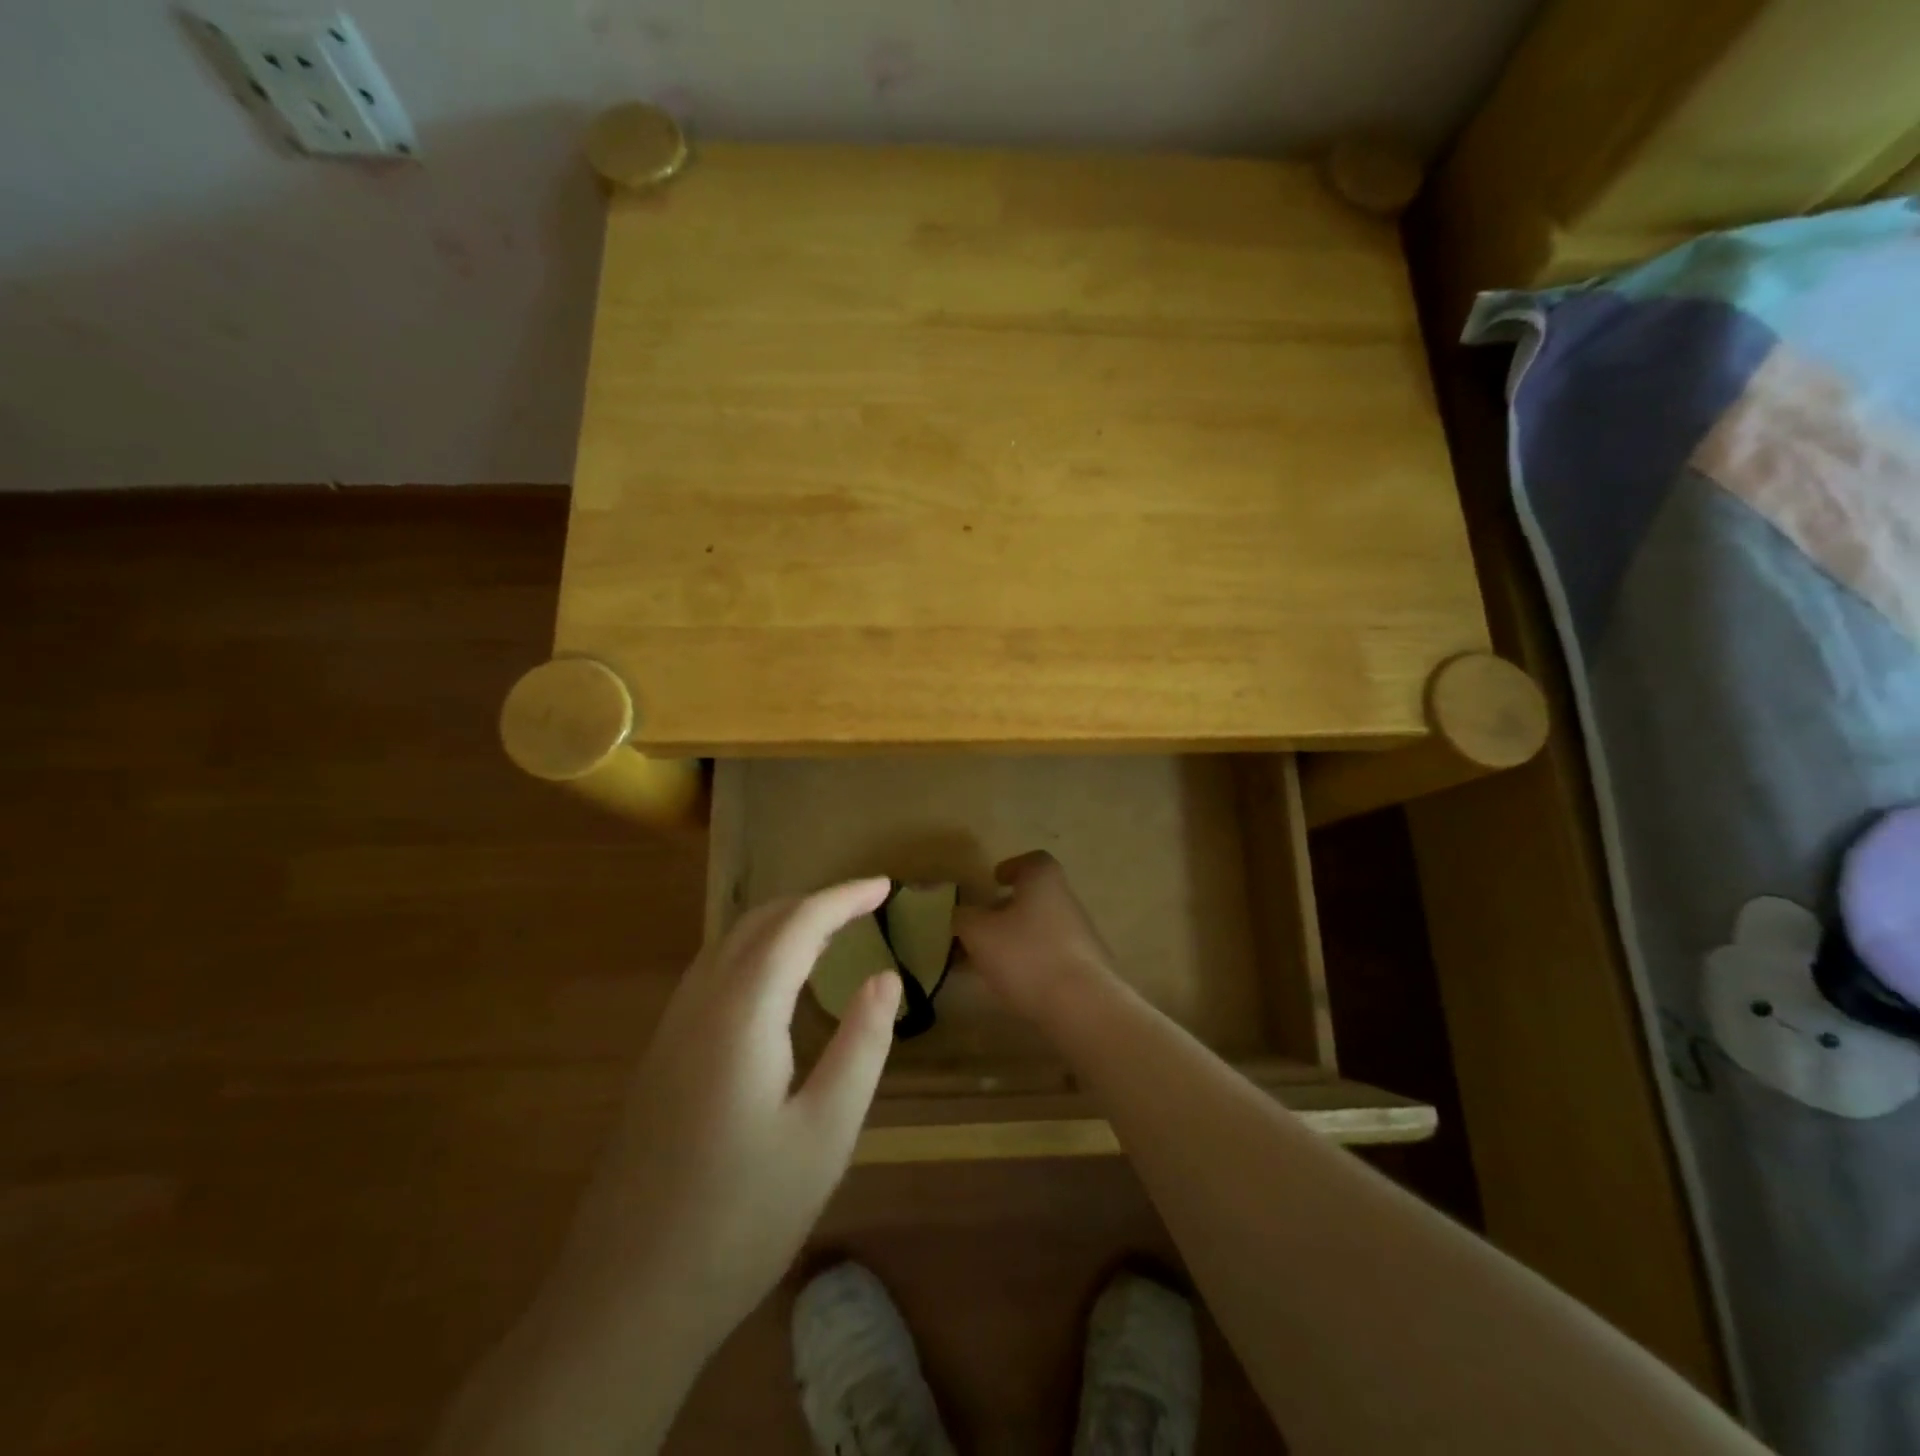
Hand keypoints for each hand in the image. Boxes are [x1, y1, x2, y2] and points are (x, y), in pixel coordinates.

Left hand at [568, 877, 901, 1346]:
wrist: (626, 1298)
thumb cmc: (742, 1216)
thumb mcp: (826, 1133)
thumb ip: (862, 1045)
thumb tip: (886, 977)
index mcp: (742, 1012)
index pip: (798, 924)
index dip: (843, 897)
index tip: (884, 886)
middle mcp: (700, 1004)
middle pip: (757, 922)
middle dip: (812, 903)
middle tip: (863, 908)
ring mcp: (671, 1030)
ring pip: (727, 944)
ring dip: (780, 924)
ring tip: (827, 933)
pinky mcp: (660, 1057)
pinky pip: (711, 974)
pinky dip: (754, 953)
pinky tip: (773, 985)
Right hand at [953, 851, 1115, 1023]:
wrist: (1082, 1005)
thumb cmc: (1026, 955)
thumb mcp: (979, 933)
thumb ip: (964, 918)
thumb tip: (962, 913)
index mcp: (1044, 881)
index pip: (1033, 861)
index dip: (1013, 867)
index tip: (995, 880)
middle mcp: (1067, 901)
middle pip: (1036, 897)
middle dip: (1007, 909)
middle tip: (982, 926)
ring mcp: (1081, 936)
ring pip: (1041, 929)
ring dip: (1016, 939)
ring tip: (988, 961)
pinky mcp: (1086, 969)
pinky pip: (1051, 957)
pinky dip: (1030, 963)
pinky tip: (1012, 984)